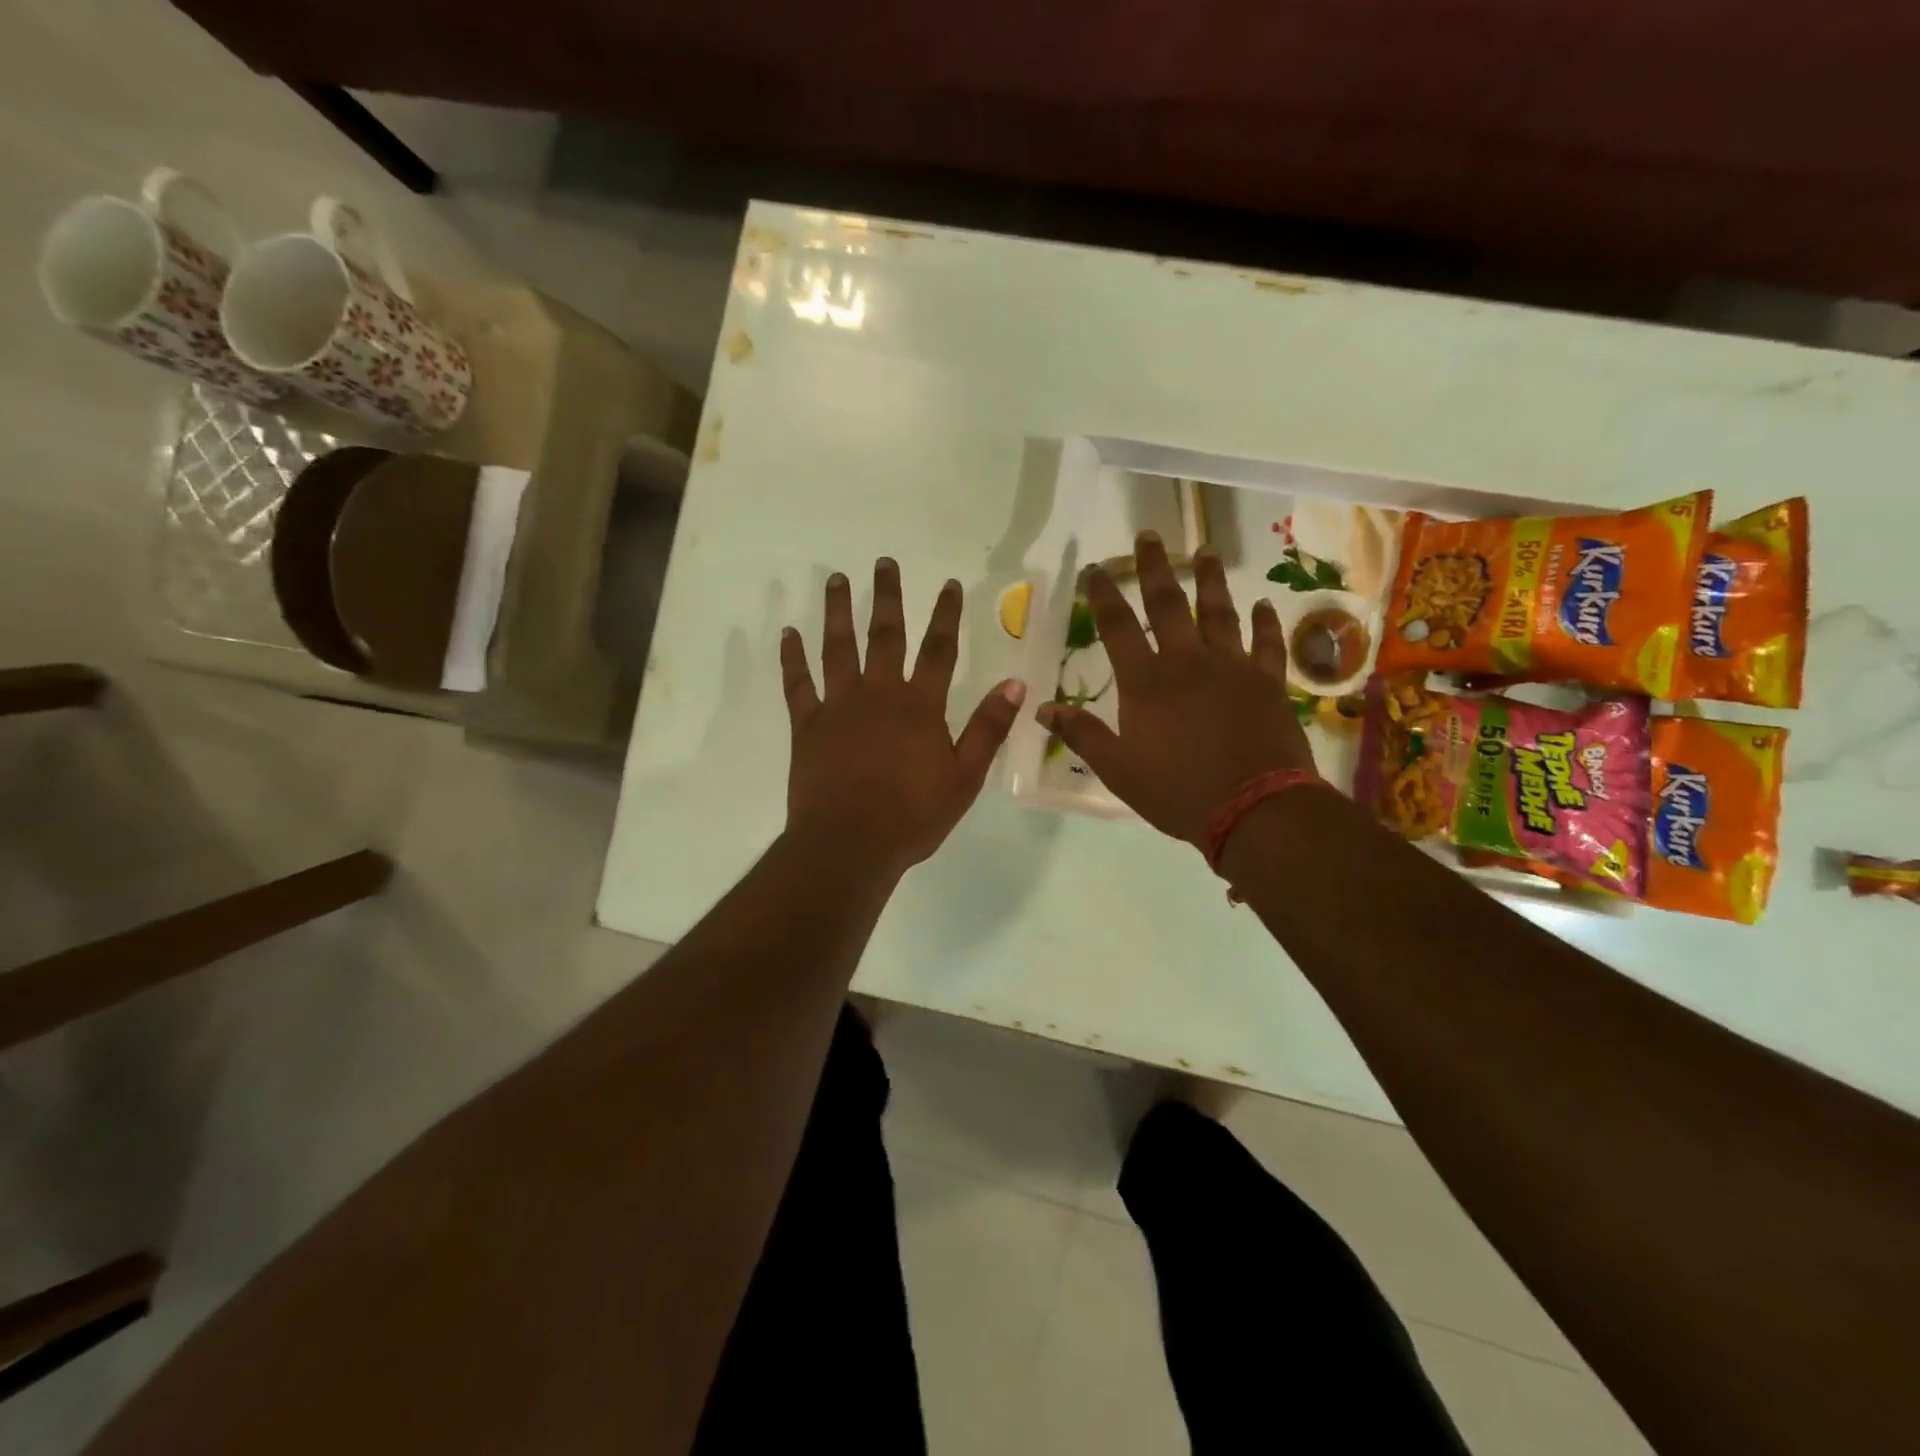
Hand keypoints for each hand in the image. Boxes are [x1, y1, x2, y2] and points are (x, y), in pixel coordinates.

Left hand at [782, 559, 1025, 876]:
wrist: (850, 844)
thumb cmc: (913, 816)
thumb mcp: (965, 777)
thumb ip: (988, 728)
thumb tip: (1015, 683)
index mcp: (920, 706)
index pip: (939, 650)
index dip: (947, 615)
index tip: (950, 584)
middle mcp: (879, 694)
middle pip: (885, 636)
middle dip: (887, 597)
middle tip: (883, 563)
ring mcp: (838, 706)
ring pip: (838, 648)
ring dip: (838, 612)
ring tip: (837, 579)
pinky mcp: (807, 725)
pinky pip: (798, 683)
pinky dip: (793, 657)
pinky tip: (790, 633)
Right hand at [1037, 532, 1315, 848]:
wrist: (1254, 808)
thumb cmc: (1177, 790)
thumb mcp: (1117, 769)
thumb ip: (1081, 734)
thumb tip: (1042, 708)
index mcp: (1145, 682)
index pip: (1117, 627)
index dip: (1103, 595)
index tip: (1095, 568)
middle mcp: (1187, 662)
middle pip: (1168, 605)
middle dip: (1154, 569)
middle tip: (1149, 536)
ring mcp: (1232, 668)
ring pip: (1219, 613)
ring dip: (1211, 581)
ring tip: (1206, 552)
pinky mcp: (1267, 683)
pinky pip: (1266, 644)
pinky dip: (1265, 622)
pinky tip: (1263, 603)